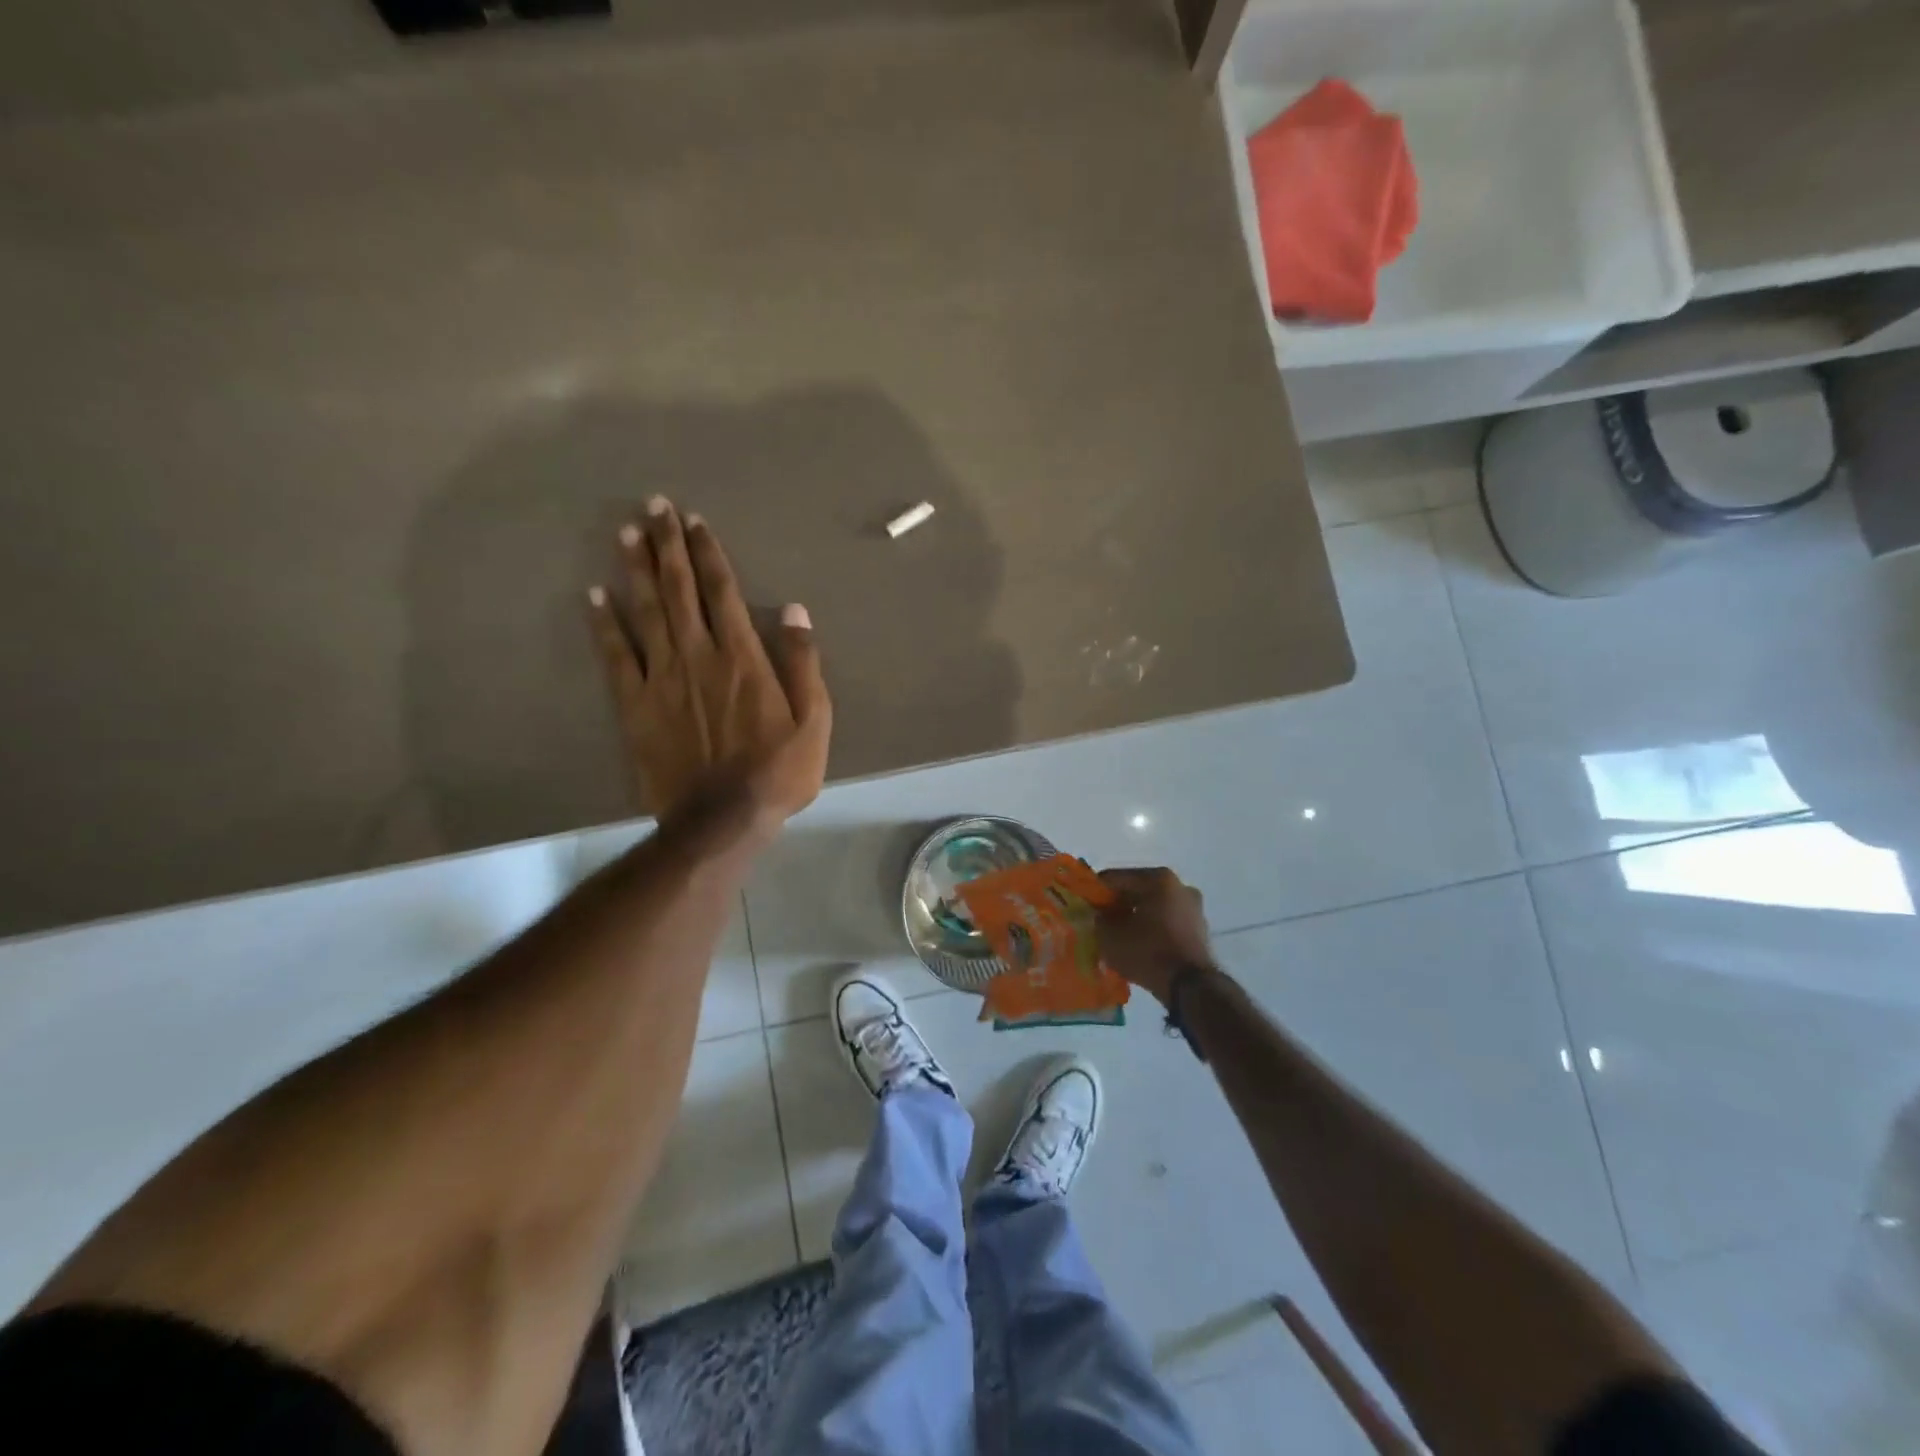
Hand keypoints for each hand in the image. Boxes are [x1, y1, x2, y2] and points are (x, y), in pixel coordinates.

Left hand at [587, 497, 831, 830]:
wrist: (722, 819)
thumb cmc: (778, 771)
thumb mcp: (815, 721)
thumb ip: (804, 664)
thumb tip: (795, 611)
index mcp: (744, 658)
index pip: (723, 592)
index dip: (709, 553)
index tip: (695, 521)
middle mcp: (700, 656)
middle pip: (680, 590)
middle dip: (668, 545)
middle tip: (654, 505)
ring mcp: (663, 679)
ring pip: (646, 613)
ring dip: (636, 570)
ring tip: (625, 533)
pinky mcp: (636, 706)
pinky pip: (617, 657)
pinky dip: (605, 625)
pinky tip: (595, 596)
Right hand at [1096, 867, 1213, 1004]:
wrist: (1190, 987)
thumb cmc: (1147, 952)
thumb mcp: (1109, 936)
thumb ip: (1099, 919)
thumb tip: (1101, 916)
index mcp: (1158, 878)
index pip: (1116, 878)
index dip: (1096, 892)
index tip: (1084, 906)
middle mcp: (1180, 886)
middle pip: (1138, 891)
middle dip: (1118, 905)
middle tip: (1100, 921)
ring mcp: (1194, 909)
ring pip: (1153, 908)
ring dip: (1136, 918)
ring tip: (1118, 936)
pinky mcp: (1200, 931)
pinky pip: (1166, 924)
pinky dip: (1152, 930)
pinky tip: (1138, 946)